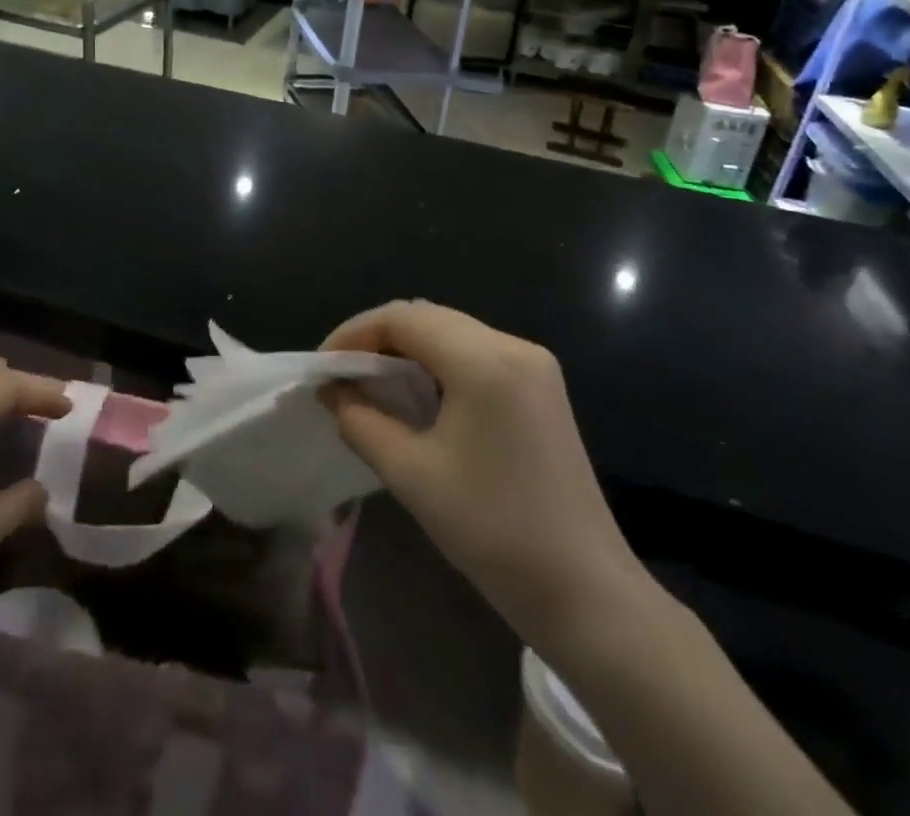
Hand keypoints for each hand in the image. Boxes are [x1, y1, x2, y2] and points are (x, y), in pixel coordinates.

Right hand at [322, 301, 648, 644]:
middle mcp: (512, 345)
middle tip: (342, 374)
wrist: (586, 591)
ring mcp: (534, 364)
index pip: (403, 318)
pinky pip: (477, 353)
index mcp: (484, 360)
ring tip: (372, 382)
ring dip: (408, 348)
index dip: (354, 333)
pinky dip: (439, 362)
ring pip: (453, 332)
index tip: (323, 366)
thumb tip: (332, 391)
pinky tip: (419, 394)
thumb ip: (361, 421)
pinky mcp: (542, 386)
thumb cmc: (493, 531)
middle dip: (378, 338)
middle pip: (429, 317)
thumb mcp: (412, 474)